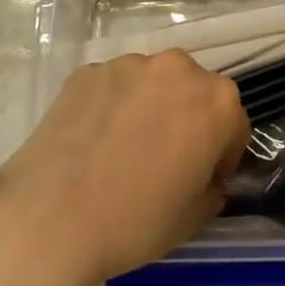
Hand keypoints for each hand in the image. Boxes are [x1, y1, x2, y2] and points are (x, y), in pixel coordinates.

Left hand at [0, 51, 248, 285]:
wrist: (50, 218)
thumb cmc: (136, 221)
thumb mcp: (194, 216)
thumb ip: (211, 187)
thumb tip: (202, 176)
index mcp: (216, 101)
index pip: (234, 125)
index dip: (222, 157)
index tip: (204, 181)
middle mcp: (176, 69)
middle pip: (194, 93)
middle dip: (188, 121)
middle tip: (166, 160)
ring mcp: (127, 65)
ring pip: (151, 85)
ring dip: (149, 108)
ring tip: (124, 149)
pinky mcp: (86, 71)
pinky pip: (113, 88)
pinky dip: (112, 107)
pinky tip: (94, 142)